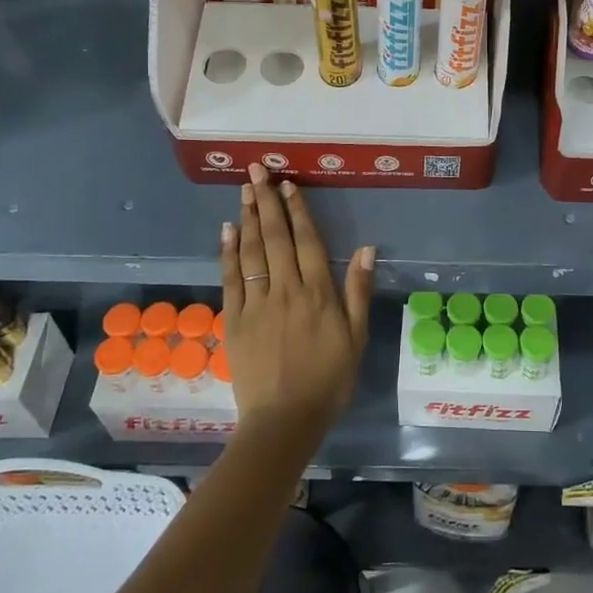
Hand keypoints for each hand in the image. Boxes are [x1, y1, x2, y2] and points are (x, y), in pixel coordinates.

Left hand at [219, 163, 374, 445]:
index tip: (288, 184)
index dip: (298, 210)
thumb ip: (357, 290)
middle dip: (266, 201)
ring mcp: (255, 304)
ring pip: (251, 252)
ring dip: (248, 218)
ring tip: (243, 190)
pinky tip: (227, 230)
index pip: (306, 241)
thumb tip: (365, 248)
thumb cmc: (328, 380)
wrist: (284, 421)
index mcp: (317, 293)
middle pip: (275, 238)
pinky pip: (230, 279)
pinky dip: (228, 252)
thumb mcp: (355, 338)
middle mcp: (285, 290)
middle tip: (257, 171)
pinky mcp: (233, 320)